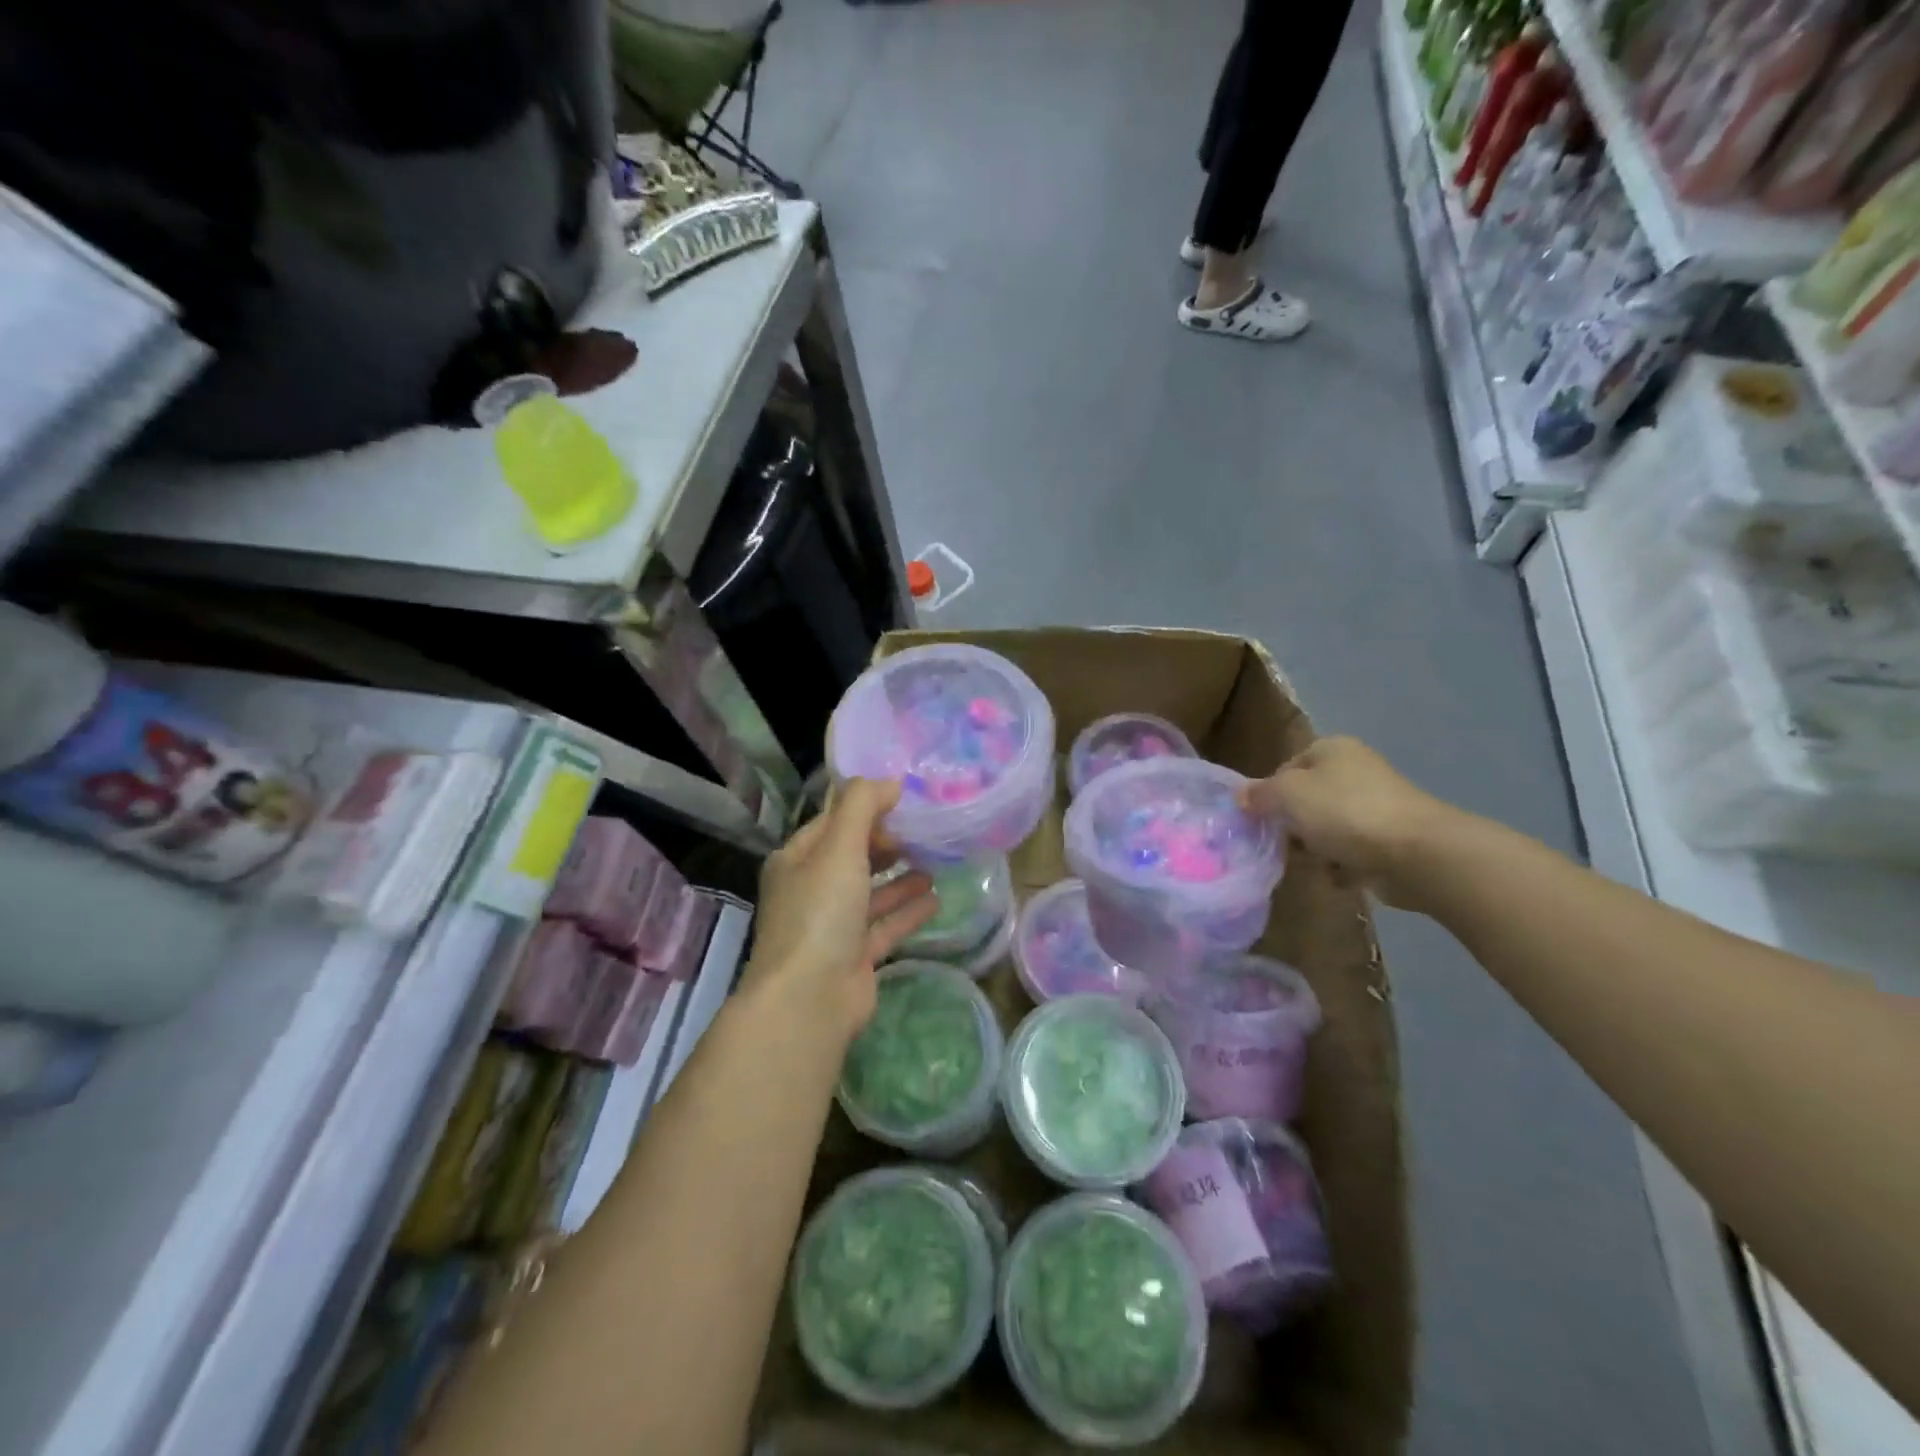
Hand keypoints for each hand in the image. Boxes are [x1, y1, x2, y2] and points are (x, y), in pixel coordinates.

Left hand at [743, 779, 937, 1044]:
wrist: (809, 999)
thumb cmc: (820, 912)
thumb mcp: (839, 847)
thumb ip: (863, 806)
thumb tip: (890, 781)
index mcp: (796, 861)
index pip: (831, 822)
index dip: (864, 808)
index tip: (902, 799)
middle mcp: (811, 890)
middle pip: (851, 857)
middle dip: (883, 843)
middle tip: (921, 831)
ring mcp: (832, 927)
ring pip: (870, 893)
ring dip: (899, 877)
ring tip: (934, 861)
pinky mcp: (854, 957)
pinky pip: (885, 925)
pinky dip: (907, 911)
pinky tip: (936, 898)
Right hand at [1241, 737, 1457, 908]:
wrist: (1415, 853)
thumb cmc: (1343, 812)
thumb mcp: (1287, 795)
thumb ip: (1258, 794)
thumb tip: (1240, 796)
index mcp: (1331, 749)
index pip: (1285, 769)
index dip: (1268, 794)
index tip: (1260, 820)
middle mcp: (1354, 770)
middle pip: (1305, 800)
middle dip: (1291, 826)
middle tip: (1280, 846)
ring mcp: (1375, 805)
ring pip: (1326, 828)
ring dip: (1314, 849)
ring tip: (1310, 865)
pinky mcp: (1389, 839)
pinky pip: (1351, 851)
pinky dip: (1341, 865)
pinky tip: (1337, 877)